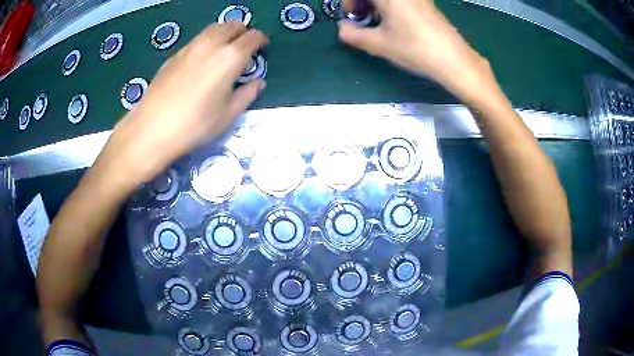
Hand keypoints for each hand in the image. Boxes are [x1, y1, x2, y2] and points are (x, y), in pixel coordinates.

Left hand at [102, 23, 267, 186]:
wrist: (152, 128)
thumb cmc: (195, 124)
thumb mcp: (228, 114)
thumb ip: (247, 94)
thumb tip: (257, 83)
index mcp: (230, 57)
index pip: (253, 37)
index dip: (261, 40)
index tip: (261, 49)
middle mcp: (212, 44)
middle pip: (233, 25)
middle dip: (243, 32)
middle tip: (244, 47)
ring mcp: (191, 46)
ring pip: (214, 28)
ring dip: (225, 33)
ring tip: (224, 50)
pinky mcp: (175, 54)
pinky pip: (198, 39)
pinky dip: (207, 42)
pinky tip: (202, 60)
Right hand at [339, 0, 496, 104]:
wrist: (454, 60)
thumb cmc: (415, 49)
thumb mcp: (379, 44)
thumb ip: (353, 34)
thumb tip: (342, 28)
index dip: (348, 2)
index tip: (350, 16)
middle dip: (360, 2)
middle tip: (360, 19)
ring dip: (374, 4)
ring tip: (375, 23)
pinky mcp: (424, 2)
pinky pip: (399, 0)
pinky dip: (388, 6)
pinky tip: (392, 22)